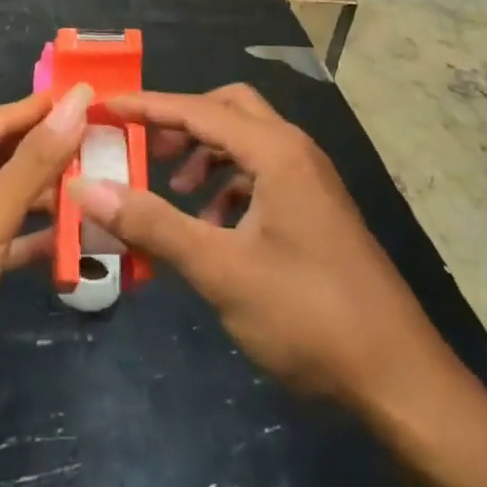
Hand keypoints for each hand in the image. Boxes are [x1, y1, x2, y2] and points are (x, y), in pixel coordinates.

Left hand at [0, 84, 90, 442]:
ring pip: (2, 197)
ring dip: (46, 198)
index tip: (96, 98)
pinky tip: (76, 238)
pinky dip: (31, 236)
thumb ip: (37, 158)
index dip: (46, 110)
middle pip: (0, 157)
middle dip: (50, 155)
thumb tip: (79, 99)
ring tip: (101, 187)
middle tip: (107, 145)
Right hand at [76, 84, 452, 416]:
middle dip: (182, 123)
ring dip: (205, 156)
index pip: (197, 109)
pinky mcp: (316, 210)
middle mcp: (295, 151)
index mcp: (276, 151)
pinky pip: (262, 175)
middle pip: (228, 110)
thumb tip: (87, 187)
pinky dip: (229, 186)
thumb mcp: (220, 270)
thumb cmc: (307, 315)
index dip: (146, 106)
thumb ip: (153, 224)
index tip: (103, 107)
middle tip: (144, 149)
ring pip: (247, 143)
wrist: (399, 380)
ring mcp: (310, 180)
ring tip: (174, 194)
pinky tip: (212, 228)